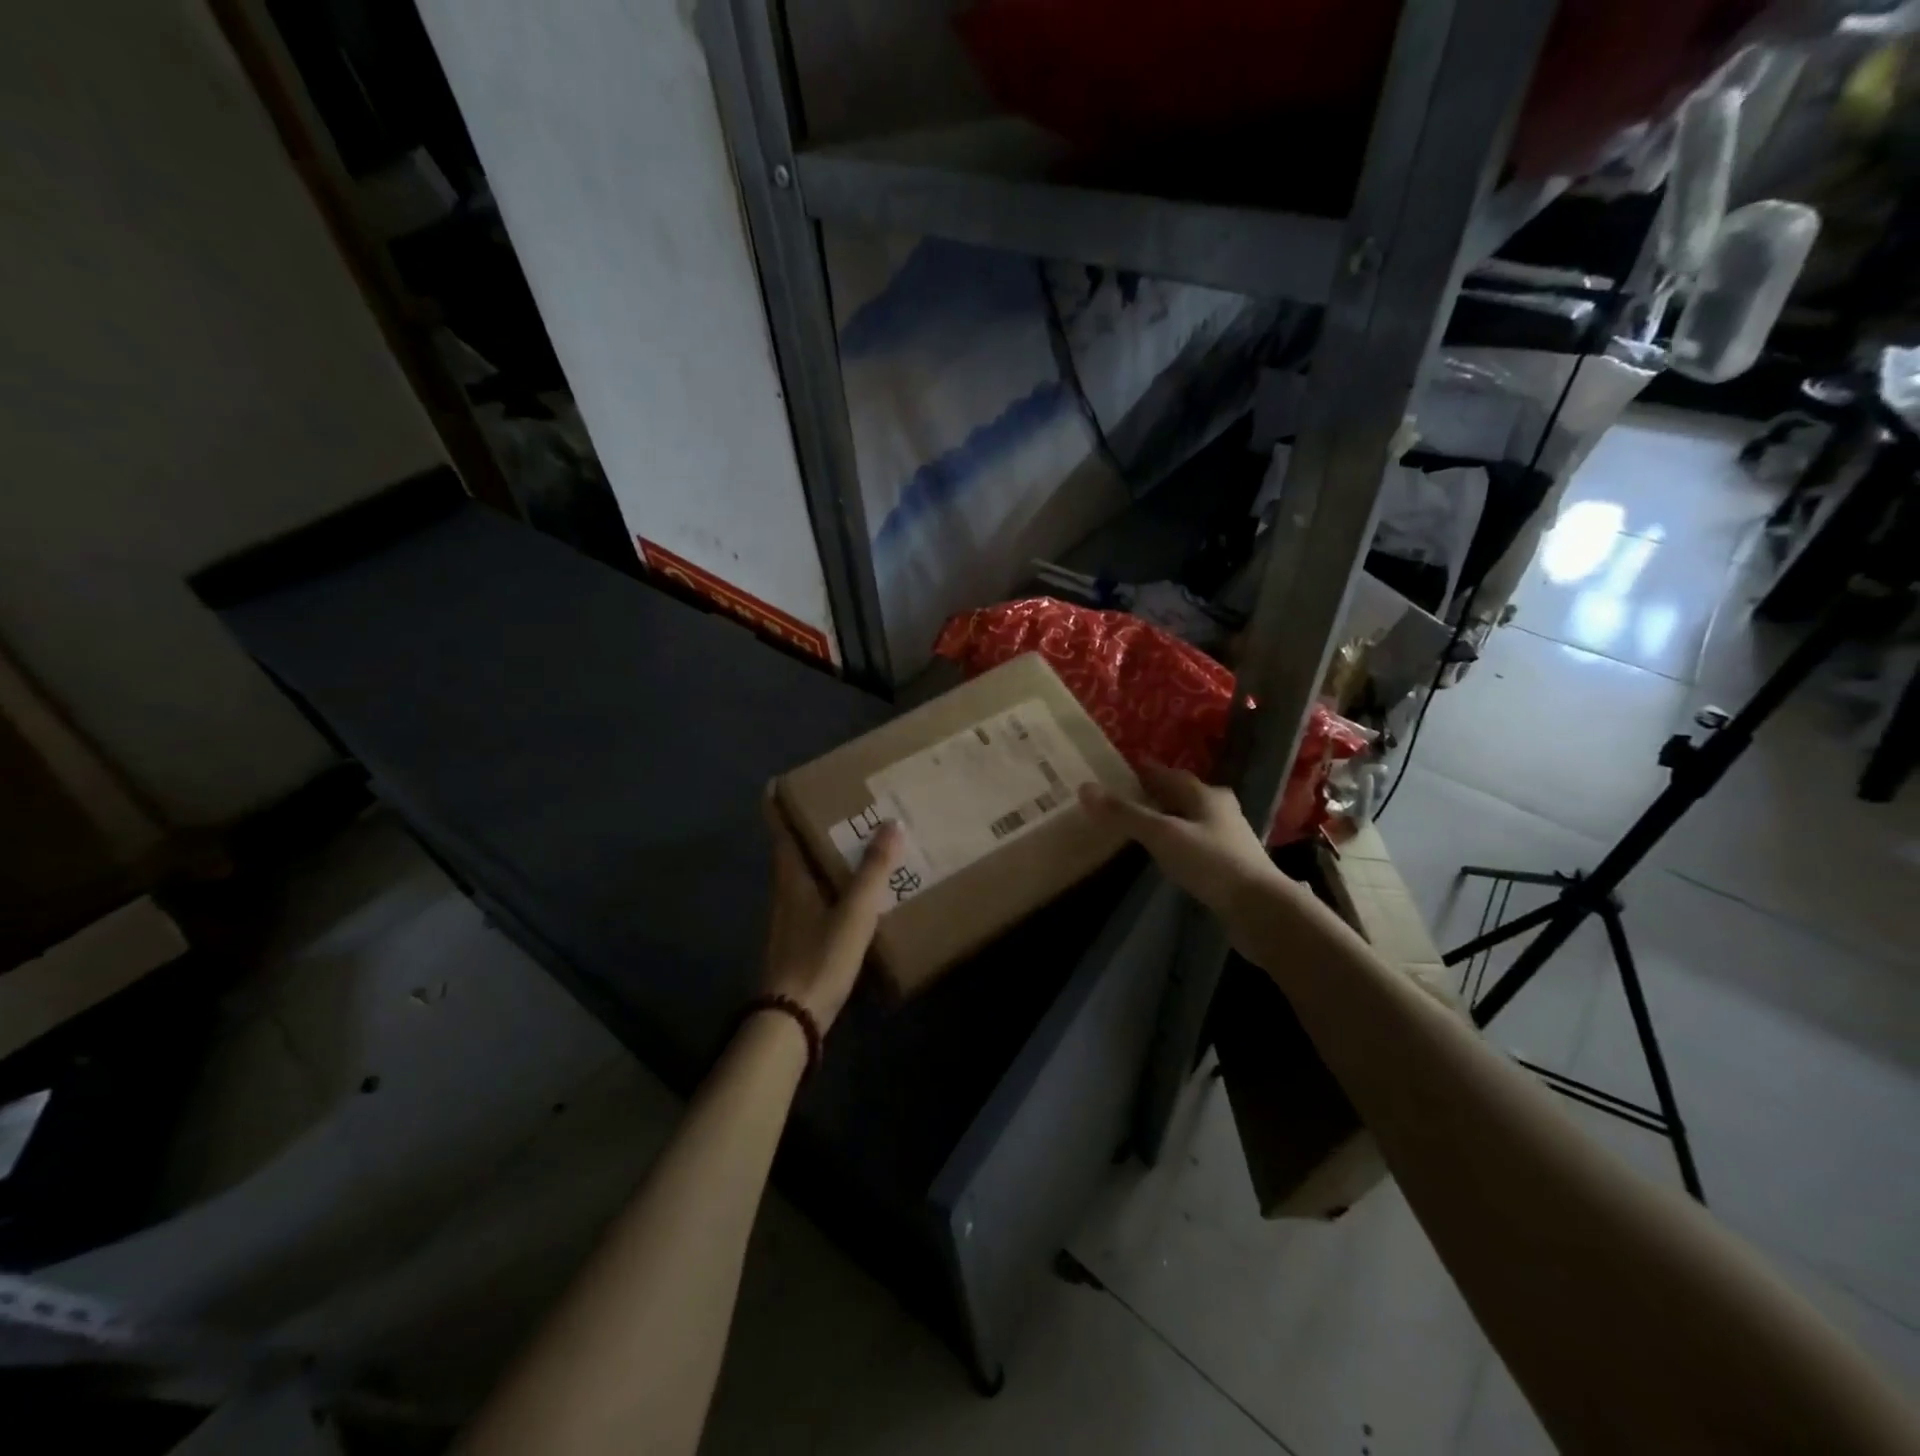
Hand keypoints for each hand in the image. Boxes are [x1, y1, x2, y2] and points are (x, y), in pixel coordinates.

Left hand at [759, 794, 903, 1030]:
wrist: (792, 1018)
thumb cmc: (819, 958)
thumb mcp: (854, 913)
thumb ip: (872, 871)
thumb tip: (891, 823)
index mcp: (792, 878)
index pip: (779, 830)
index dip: (775, 804)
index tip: (778, 780)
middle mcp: (786, 892)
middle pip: (791, 849)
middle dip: (805, 825)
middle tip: (836, 805)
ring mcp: (790, 917)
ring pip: (803, 873)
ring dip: (818, 854)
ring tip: (849, 841)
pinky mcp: (800, 938)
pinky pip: (814, 896)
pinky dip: (828, 882)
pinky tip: (850, 891)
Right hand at [1079, 762, 1289, 934]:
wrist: (1259, 909)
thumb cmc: (1210, 862)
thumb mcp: (1162, 834)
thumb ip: (1125, 813)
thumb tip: (1085, 788)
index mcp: (1205, 795)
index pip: (1170, 774)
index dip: (1147, 770)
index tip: (1123, 768)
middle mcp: (1220, 809)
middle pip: (1184, 794)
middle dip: (1159, 791)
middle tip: (1130, 794)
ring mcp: (1228, 837)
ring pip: (1193, 817)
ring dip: (1171, 816)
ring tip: (1145, 821)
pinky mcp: (1230, 863)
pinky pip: (1197, 841)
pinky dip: (1179, 839)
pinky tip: (1169, 851)